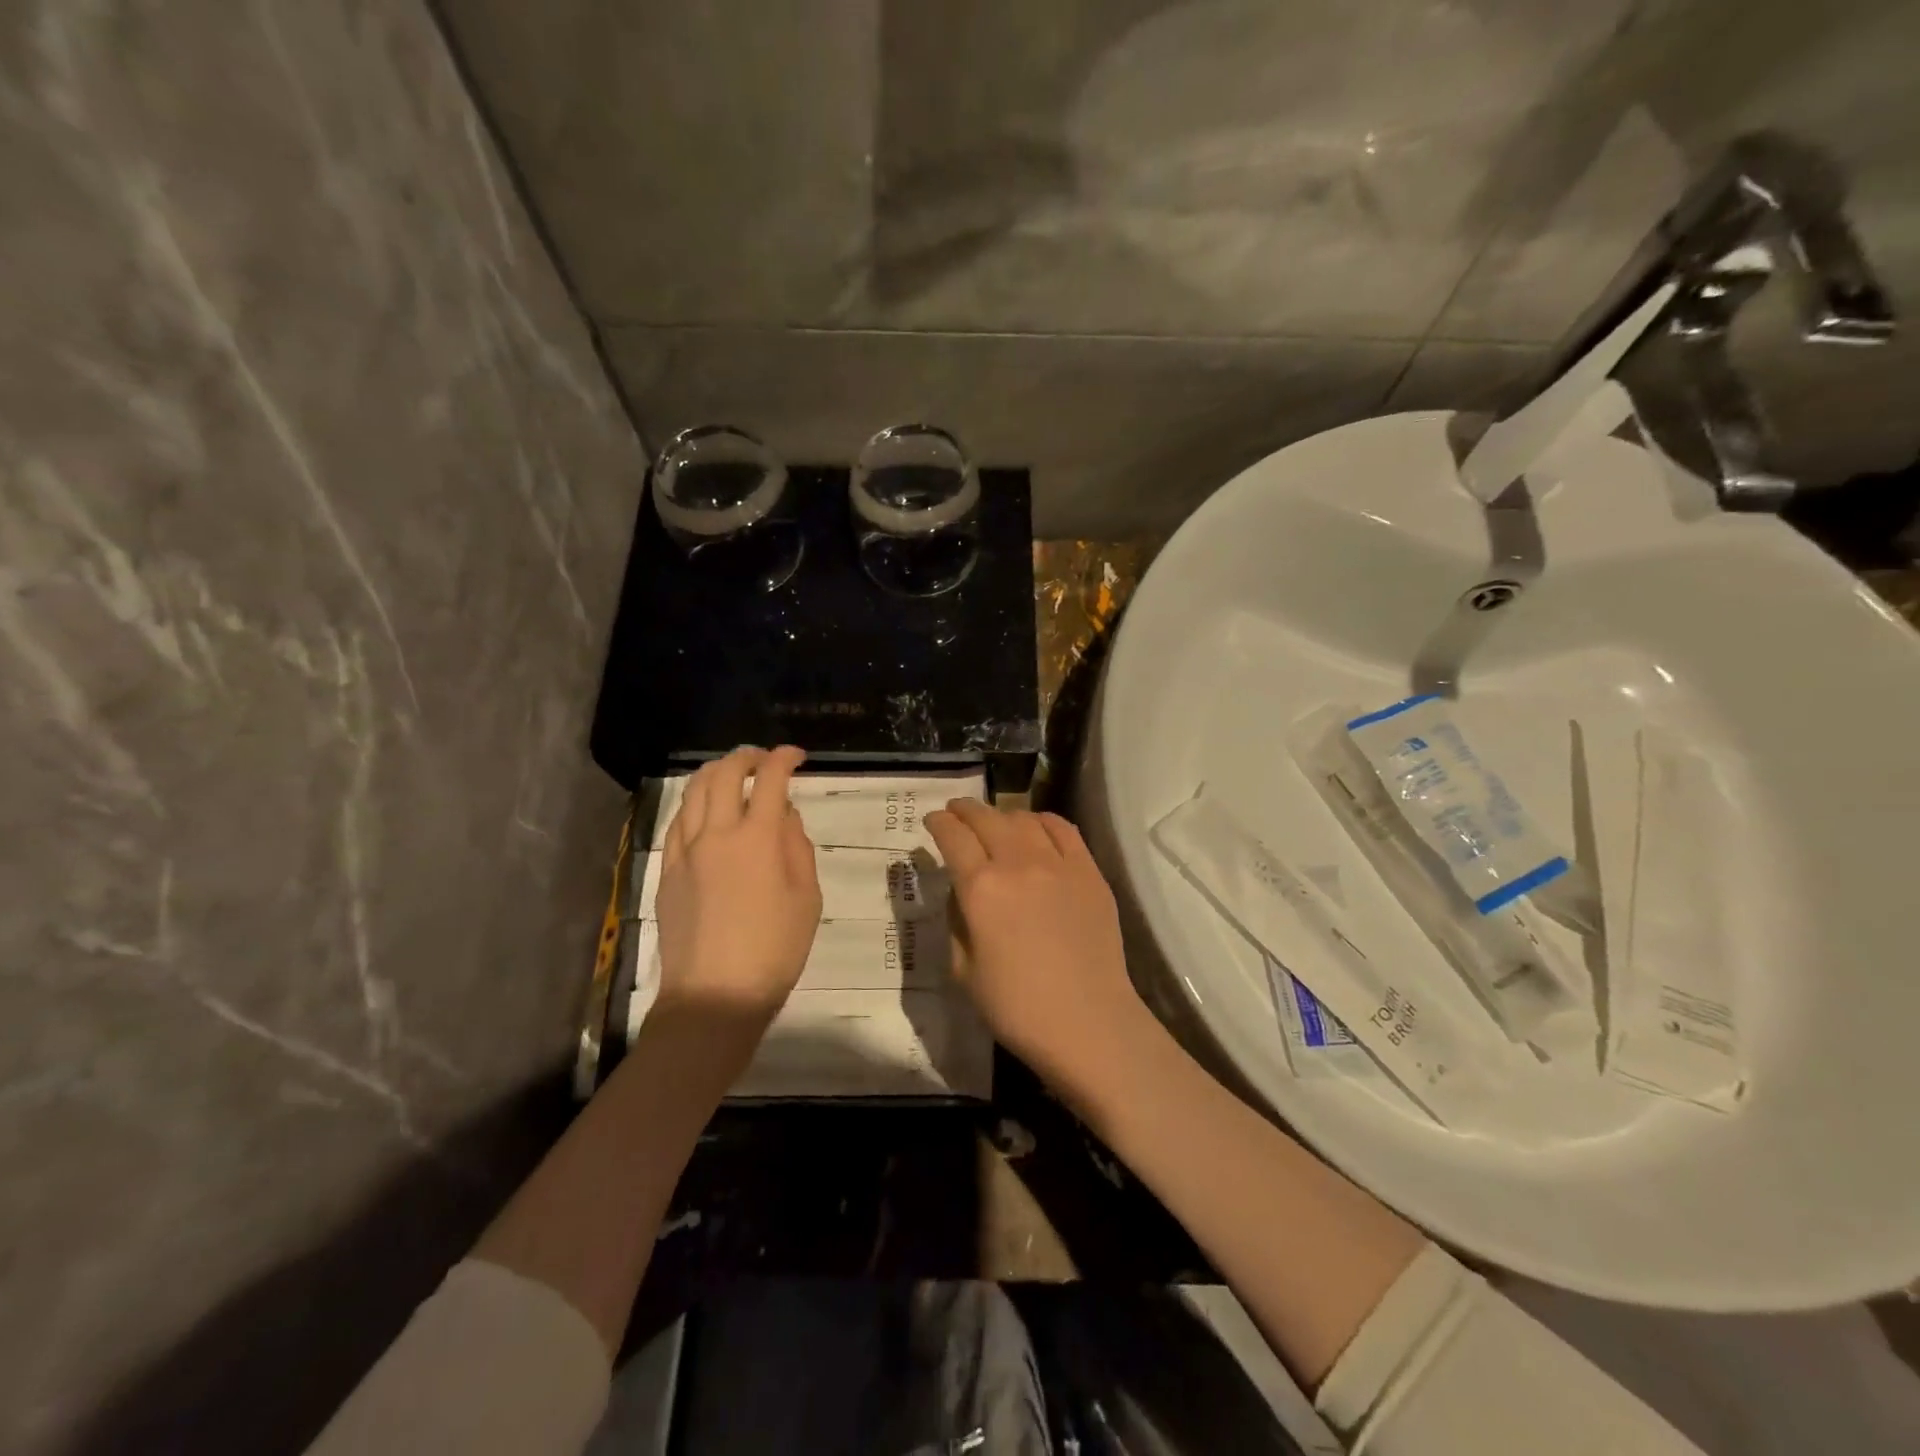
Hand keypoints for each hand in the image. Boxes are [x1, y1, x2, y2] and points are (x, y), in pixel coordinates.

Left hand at [655, 746, 821, 1021]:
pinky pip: (679, 821)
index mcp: (758, 839)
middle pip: (725, 774)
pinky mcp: (667, 871)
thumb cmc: (775, 950)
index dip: (784, 759)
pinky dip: (695, 802)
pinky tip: (705, 810)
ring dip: (716, 772)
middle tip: (764, 759)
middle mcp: (717, 834)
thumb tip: (785, 816)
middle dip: (747, 756)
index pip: (770, 780)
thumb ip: (798, 848)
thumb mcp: (807, 898)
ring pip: (694, 792)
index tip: (797, 756)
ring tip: (733, 773)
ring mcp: (685, 851)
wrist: (714, 996)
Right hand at [924, 799, 1148, 1085]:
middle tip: (955, 811)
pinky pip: (1064, 829)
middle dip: (964, 810)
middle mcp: (1017, 863)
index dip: (938, 823)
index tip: (931, 820)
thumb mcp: (963, 970)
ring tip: (995, 823)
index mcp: (981, 889)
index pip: (953, 837)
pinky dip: (1043, 821)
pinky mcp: (1089, 871)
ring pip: (1024, 819)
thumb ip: (955, 921)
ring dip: (1002, 815)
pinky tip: (1036, 827)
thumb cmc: (1016, 1007)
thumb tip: (960, 891)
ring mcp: (1058, 863)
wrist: (1088, 1024)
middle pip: (986, 818)